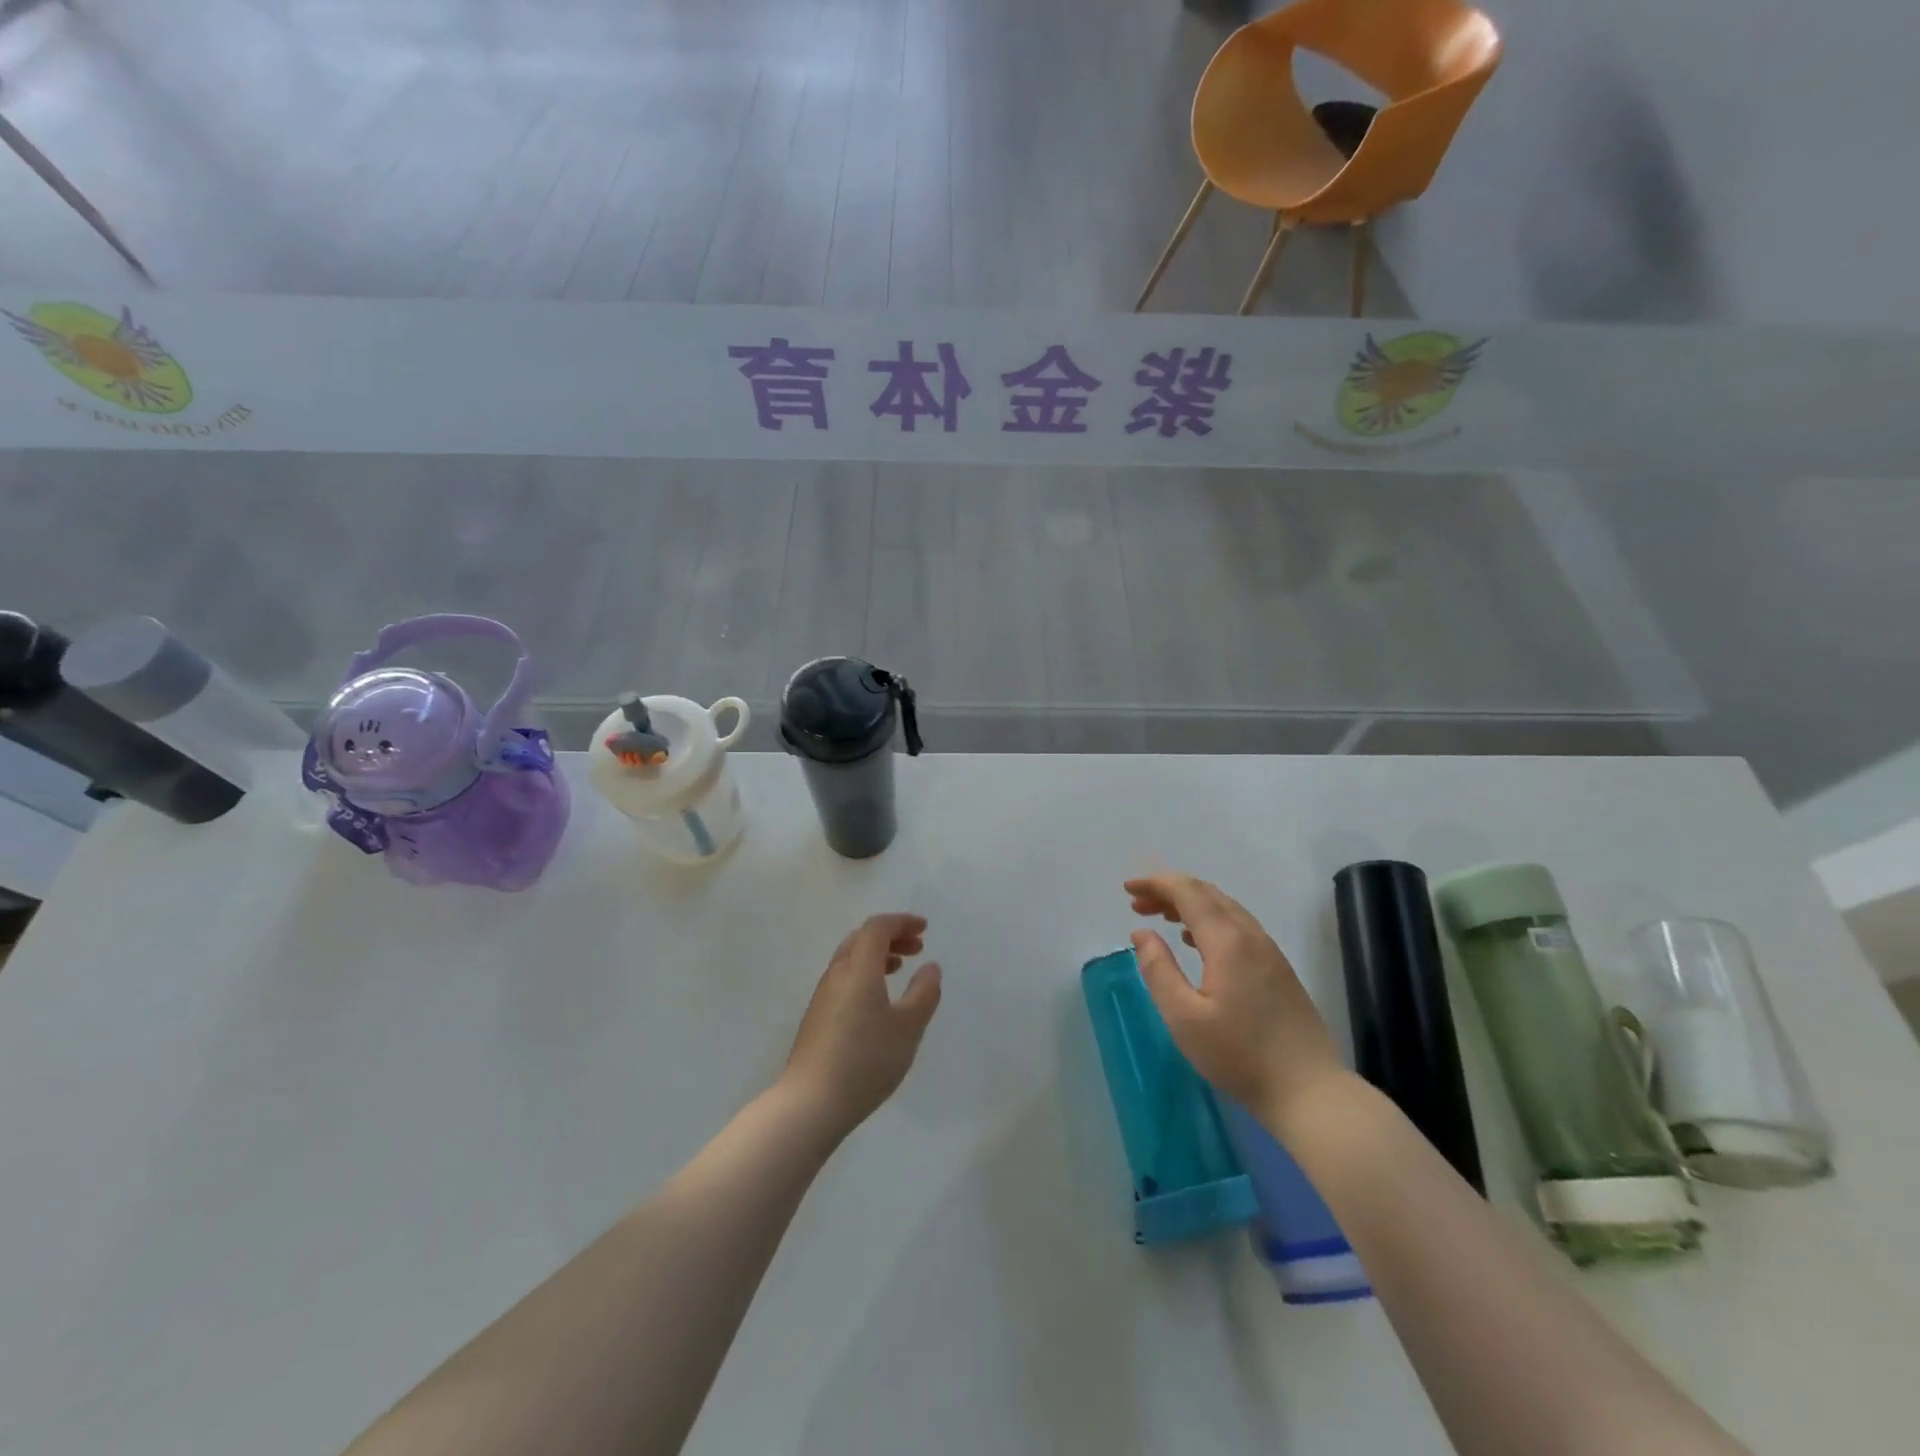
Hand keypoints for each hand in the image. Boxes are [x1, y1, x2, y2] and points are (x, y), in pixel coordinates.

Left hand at [781, 914, 942, 1141]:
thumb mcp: (908, 1027)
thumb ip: (923, 993)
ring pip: (850, 959)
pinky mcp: (817, 1017)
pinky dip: (865, 974)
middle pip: (861, 939)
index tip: (924, 929)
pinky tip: (878, 1001)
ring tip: (900, 969)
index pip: (877, 928)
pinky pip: (844, 979)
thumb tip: (930, 967)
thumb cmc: (865, 1060)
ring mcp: (823, 996)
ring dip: (877, 956)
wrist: (810, 1103)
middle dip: (891, 936)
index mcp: (858, 968)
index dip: (902, 922)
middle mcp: (837, 974)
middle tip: (917, 948)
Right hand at [1125, 874, 1346, 1118]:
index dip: (1156, 883)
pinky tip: (1195, 941)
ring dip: (1190, 904)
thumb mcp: (1184, 1018)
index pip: (1188, 892)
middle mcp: (1251, 936)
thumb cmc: (1239, 1055)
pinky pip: (1238, 926)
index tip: (1127, 889)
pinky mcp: (1278, 969)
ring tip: (1161, 918)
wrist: (1309, 1091)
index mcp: (1227, 941)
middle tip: (1137, 904)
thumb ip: (1158, 970)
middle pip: (1207, 894)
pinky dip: (1209, 920)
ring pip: (1225, 908)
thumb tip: (1142, 932)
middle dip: (1169, 890)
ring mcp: (1269, 951)